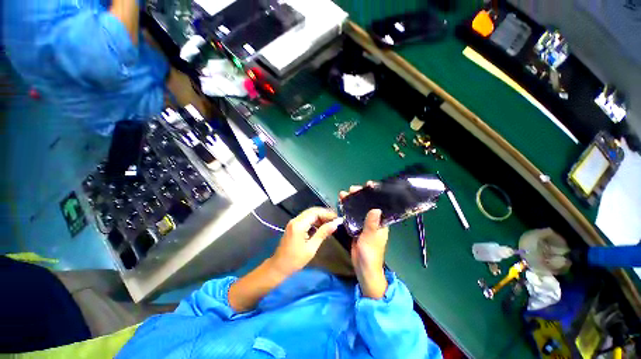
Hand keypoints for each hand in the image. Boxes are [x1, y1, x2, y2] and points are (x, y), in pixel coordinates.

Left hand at [270, 207, 339, 275]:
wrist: (279, 267)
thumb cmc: (295, 260)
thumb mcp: (311, 248)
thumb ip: (323, 233)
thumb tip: (335, 224)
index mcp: (299, 225)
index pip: (315, 213)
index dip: (327, 214)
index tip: (338, 218)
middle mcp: (295, 220)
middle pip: (312, 211)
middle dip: (325, 214)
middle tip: (335, 220)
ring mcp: (293, 222)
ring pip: (309, 214)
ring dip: (320, 217)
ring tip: (331, 223)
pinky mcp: (294, 226)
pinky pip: (306, 219)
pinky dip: (315, 221)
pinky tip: (321, 227)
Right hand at [340, 185, 388, 298]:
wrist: (363, 268)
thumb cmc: (371, 254)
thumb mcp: (371, 238)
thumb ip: (372, 224)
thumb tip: (375, 208)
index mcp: (381, 221)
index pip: (380, 203)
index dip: (375, 193)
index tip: (368, 185)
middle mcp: (373, 220)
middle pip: (367, 203)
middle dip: (360, 195)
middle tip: (352, 189)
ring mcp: (363, 223)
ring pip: (358, 208)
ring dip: (351, 200)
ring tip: (343, 194)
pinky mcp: (356, 227)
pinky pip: (351, 215)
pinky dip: (347, 208)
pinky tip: (341, 203)